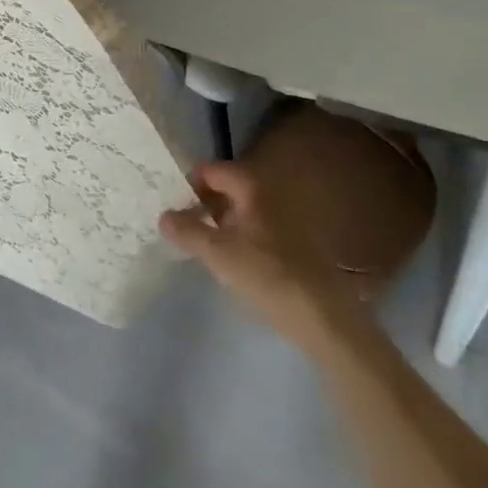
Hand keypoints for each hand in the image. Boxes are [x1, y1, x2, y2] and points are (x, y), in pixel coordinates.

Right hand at [161, 160, 356, 350]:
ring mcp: (284, 219)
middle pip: (226, 189)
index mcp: (252, 188)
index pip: (211, 170)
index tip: (172, 204)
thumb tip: (164, 215)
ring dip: (220, 223)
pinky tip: (230, 264)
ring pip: (241, 212)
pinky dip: (238, 238)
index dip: (189, 184)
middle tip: (181, 225)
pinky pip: (255, 230)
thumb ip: (187, 231)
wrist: (324, 317)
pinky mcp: (293, 245)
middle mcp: (269, 195)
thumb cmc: (267, 275)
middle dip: (202, 204)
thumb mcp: (218, 254)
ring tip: (201, 246)